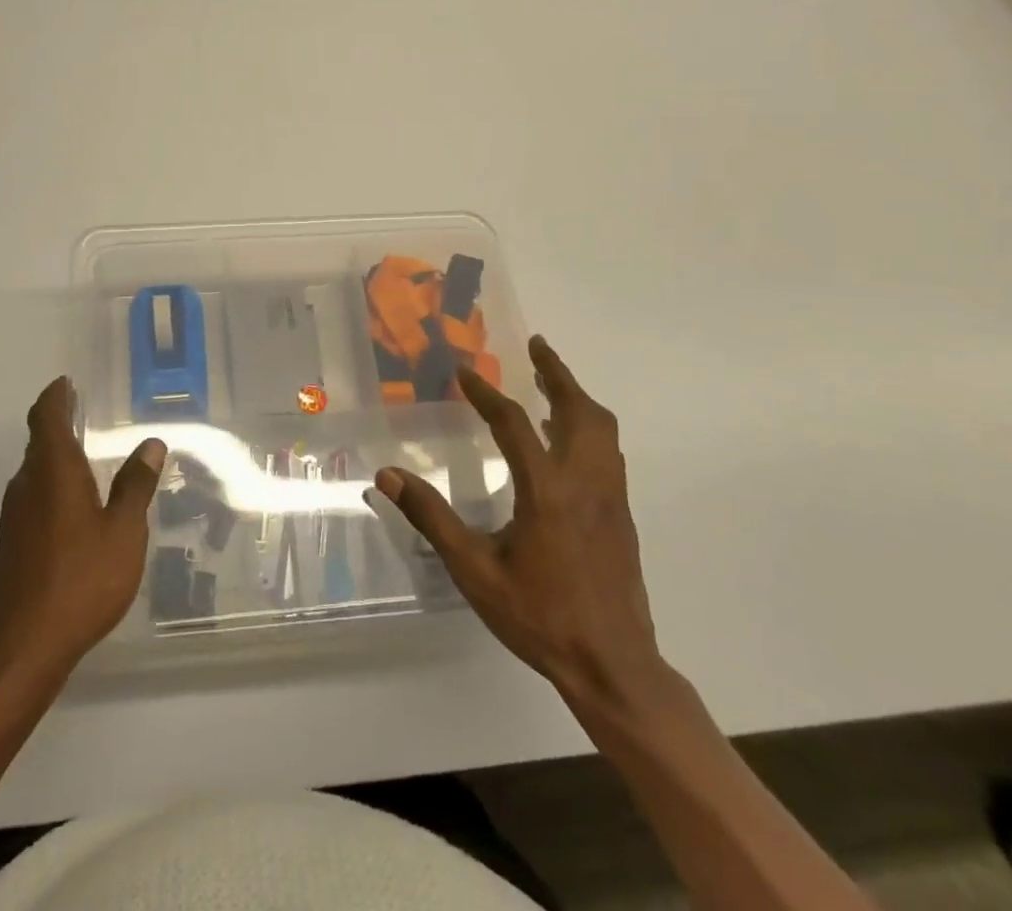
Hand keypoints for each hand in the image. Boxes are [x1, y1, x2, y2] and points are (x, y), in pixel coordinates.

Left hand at [0, 377, 165, 688]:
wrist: (23, 649)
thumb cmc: (81, 580)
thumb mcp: (123, 532)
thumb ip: (135, 486)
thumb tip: (151, 443)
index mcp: (53, 471)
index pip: (46, 417)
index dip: (56, 396)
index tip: (67, 383)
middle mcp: (27, 485)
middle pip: (39, 442)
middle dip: (59, 425)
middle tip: (84, 415)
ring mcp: (13, 518)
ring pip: (34, 473)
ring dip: (55, 459)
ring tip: (85, 459)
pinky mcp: (11, 546)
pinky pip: (33, 500)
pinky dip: (51, 489)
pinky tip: (73, 510)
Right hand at [375, 336, 669, 717]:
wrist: (614, 665)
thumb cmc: (540, 616)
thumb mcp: (475, 572)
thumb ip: (433, 519)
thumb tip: (389, 477)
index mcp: (547, 491)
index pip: (515, 424)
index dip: (487, 394)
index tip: (465, 372)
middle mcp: (585, 483)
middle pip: (579, 411)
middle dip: (557, 373)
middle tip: (536, 346)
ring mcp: (611, 498)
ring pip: (603, 429)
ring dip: (577, 397)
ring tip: (550, 382)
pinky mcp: (622, 515)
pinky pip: (609, 452)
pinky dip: (588, 426)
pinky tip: (565, 439)